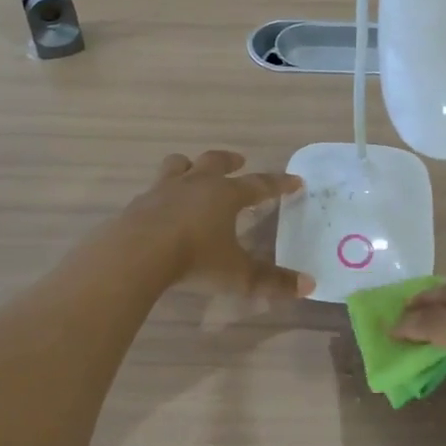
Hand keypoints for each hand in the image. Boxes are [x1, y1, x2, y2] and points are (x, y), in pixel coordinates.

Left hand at [125, 150, 310, 299]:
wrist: (136, 254)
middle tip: (239, 160)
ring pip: (178, 165)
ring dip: (189, 165)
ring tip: (192, 169)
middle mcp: (196, 184)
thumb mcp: (237, 274)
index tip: (294, 180)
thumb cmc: (194, 258)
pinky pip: (153, 190)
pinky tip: (160, 207)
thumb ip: (271, 280)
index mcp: (225, 195)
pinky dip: (162, 194)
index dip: (279, 183)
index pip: (259, 184)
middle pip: (215, 162)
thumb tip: (309, 285)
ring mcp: (163, 190)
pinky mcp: (138, 203)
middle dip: (230, 160)